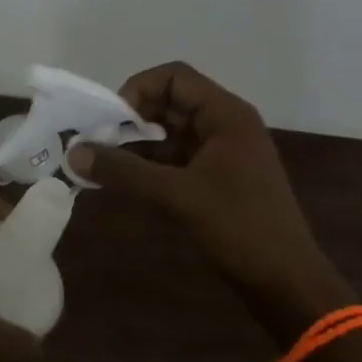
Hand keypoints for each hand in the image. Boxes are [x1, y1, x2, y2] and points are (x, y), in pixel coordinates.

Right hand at [67, 62, 351, 343]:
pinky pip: (178, 157)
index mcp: (226, 114)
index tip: (111, 120)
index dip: (138, 89)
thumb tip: (73, 152)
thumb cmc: (240, 228)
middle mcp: (226, 124)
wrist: (288, 285)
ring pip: (171, 132)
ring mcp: (224, 152)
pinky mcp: (219, 179)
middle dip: (132, 118)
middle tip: (99, 142)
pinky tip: (126, 181)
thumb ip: (124, 171)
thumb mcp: (177, 196)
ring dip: (138, 143)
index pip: (173, 77)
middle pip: (170, 101)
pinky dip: (151, 164)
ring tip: (104, 163)